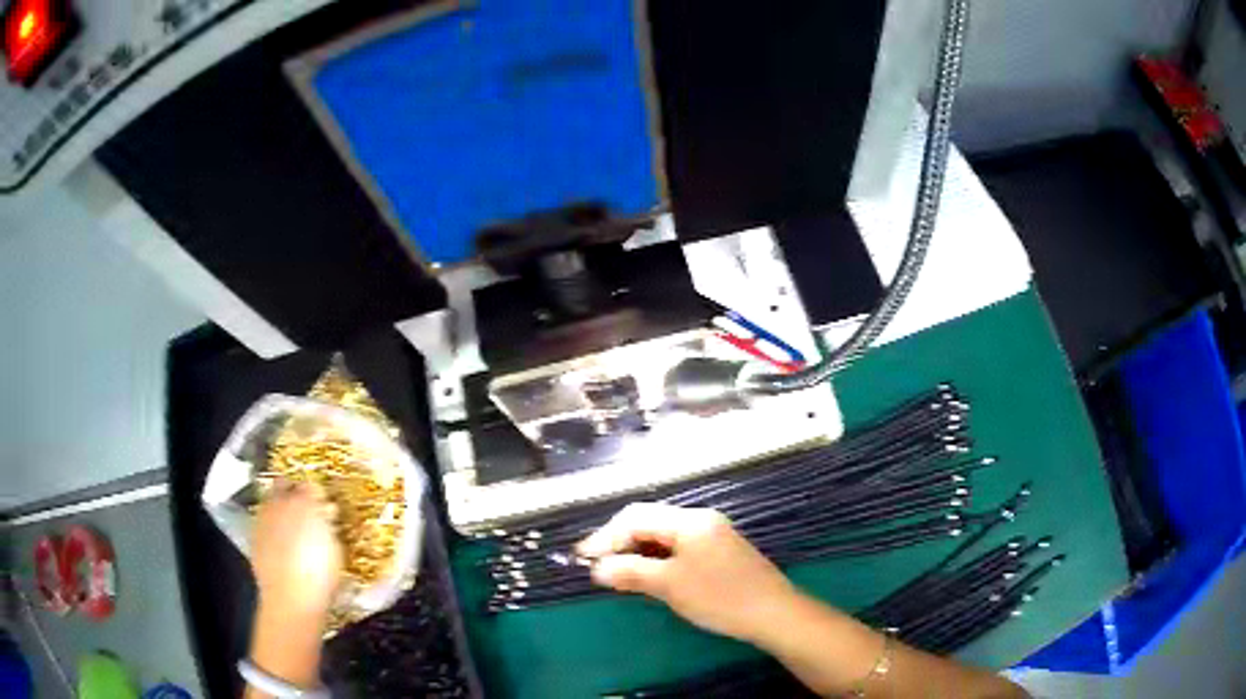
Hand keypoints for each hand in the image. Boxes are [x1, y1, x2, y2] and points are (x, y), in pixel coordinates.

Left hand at [251, 482, 342, 619]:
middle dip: (293, 490)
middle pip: (283, 484)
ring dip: (279, 508)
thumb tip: (326, 515)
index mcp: (304, 502)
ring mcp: (263, 519)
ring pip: (270, 502)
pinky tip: (281, 543)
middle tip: (305, 506)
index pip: (311, 484)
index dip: (318, 493)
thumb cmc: (321, 575)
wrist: (291, 599)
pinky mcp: (253, 537)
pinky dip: (271, 527)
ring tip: (292, 526)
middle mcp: (279, 504)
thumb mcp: (336, 549)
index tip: (324, 503)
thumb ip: (328, 525)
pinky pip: (263, 523)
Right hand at [578, 503, 796, 642]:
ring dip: (636, 550)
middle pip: (648, 521)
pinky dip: (655, 558)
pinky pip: (677, 547)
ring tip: (615, 571)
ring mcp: (711, 535)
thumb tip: (597, 568)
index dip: (605, 537)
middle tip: (595, 564)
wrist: (773, 613)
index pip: (636, 518)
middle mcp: (700, 519)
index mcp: (689, 520)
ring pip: (662, 535)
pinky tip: (646, 574)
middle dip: (619, 540)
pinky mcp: (718, 552)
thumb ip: (630, 572)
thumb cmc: (719, 596)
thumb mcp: (669, 585)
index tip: (582, 558)